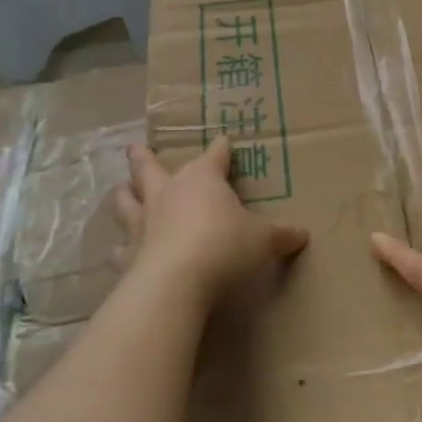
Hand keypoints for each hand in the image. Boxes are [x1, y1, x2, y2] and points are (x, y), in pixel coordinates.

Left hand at [114, 137, 307, 302]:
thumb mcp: (263, 240)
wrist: (176, 282)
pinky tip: (120, 251)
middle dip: (144, 157)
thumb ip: (281, 235)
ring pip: (125, 201)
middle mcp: (167, 193)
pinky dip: (121, 248)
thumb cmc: (224, 246)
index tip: (224, 140)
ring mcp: (142, 223)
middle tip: (135, 148)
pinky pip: (120, 248)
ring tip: (121, 190)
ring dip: (124, 194)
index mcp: (202, 180)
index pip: (215, 155)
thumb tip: (302, 234)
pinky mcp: (128, 256)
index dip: (221, 148)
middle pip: (150, 168)